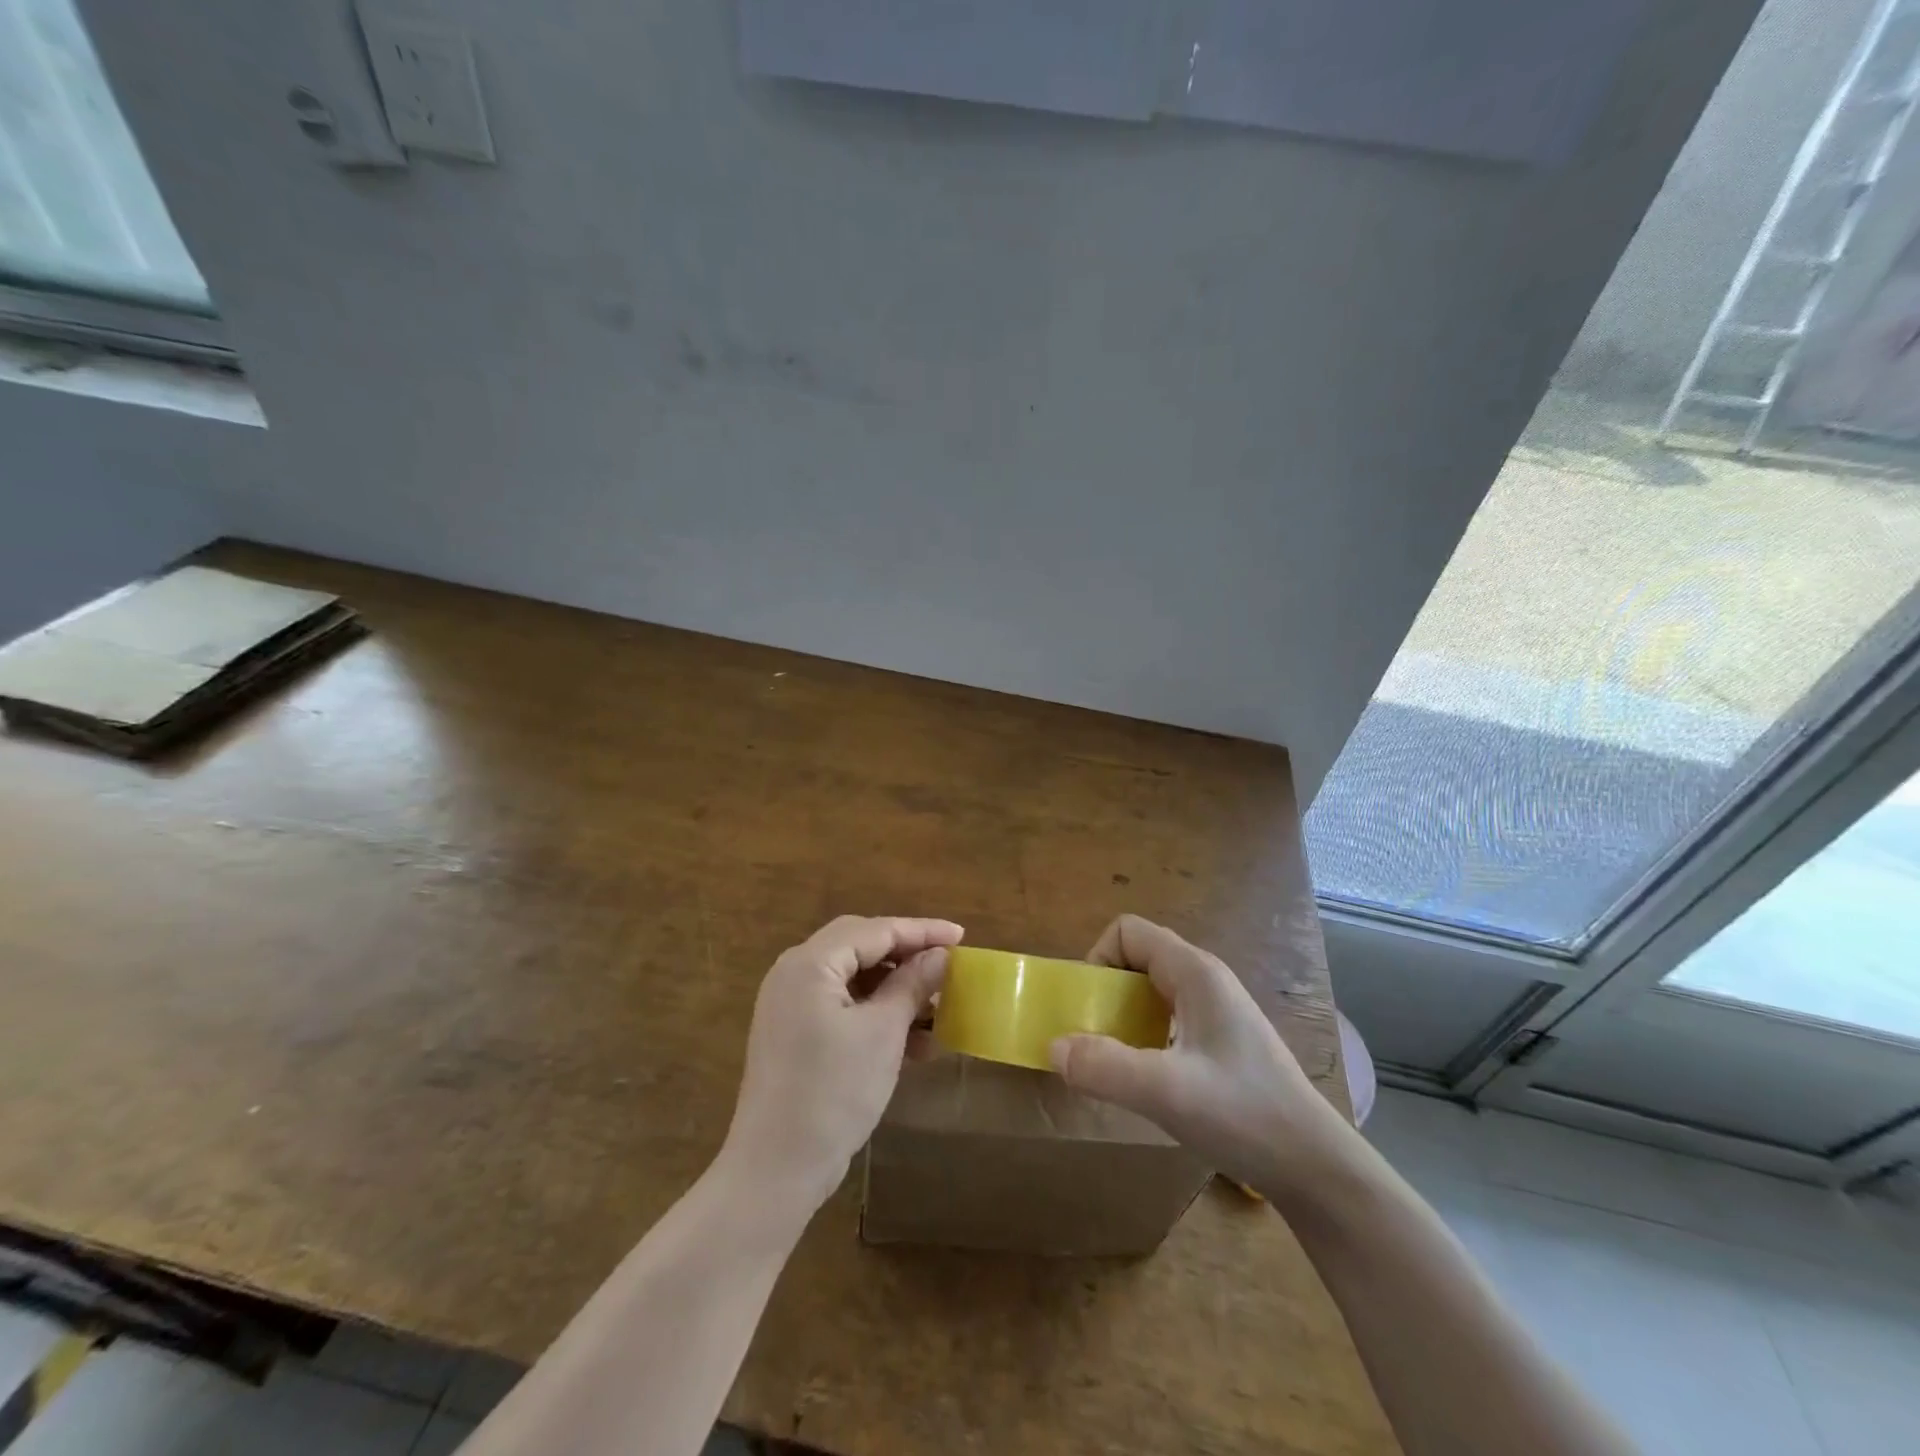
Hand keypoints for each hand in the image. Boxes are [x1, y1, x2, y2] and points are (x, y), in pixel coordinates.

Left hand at [720, 915, 962, 1216]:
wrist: (776, 1169)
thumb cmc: (833, 1092)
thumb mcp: (883, 1033)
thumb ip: (912, 985)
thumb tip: (941, 955)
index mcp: (810, 963)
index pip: (875, 930)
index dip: (922, 931)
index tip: (961, 937)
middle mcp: (794, 973)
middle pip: (861, 946)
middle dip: (907, 955)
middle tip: (946, 964)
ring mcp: (790, 1005)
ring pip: (853, 979)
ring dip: (895, 990)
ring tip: (937, 1010)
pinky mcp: (794, 1034)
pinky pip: (842, 1007)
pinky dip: (876, 1015)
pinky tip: (912, 1042)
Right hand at [1049, 915, 1353, 1202]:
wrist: (1315, 1168)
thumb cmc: (1244, 1115)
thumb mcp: (1166, 1092)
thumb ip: (1105, 1067)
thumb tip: (1054, 1047)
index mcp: (1195, 972)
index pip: (1128, 931)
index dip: (1098, 959)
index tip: (1089, 1009)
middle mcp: (1206, 980)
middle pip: (1136, 959)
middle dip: (1105, 993)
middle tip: (1096, 1040)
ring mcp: (1217, 1010)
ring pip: (1151, 991)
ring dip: (1123, 1018)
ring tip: (1118, 1063)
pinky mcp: (1222, 1040)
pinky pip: (1167, 1018)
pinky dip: (1144, 1037)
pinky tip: (1150, 1080)